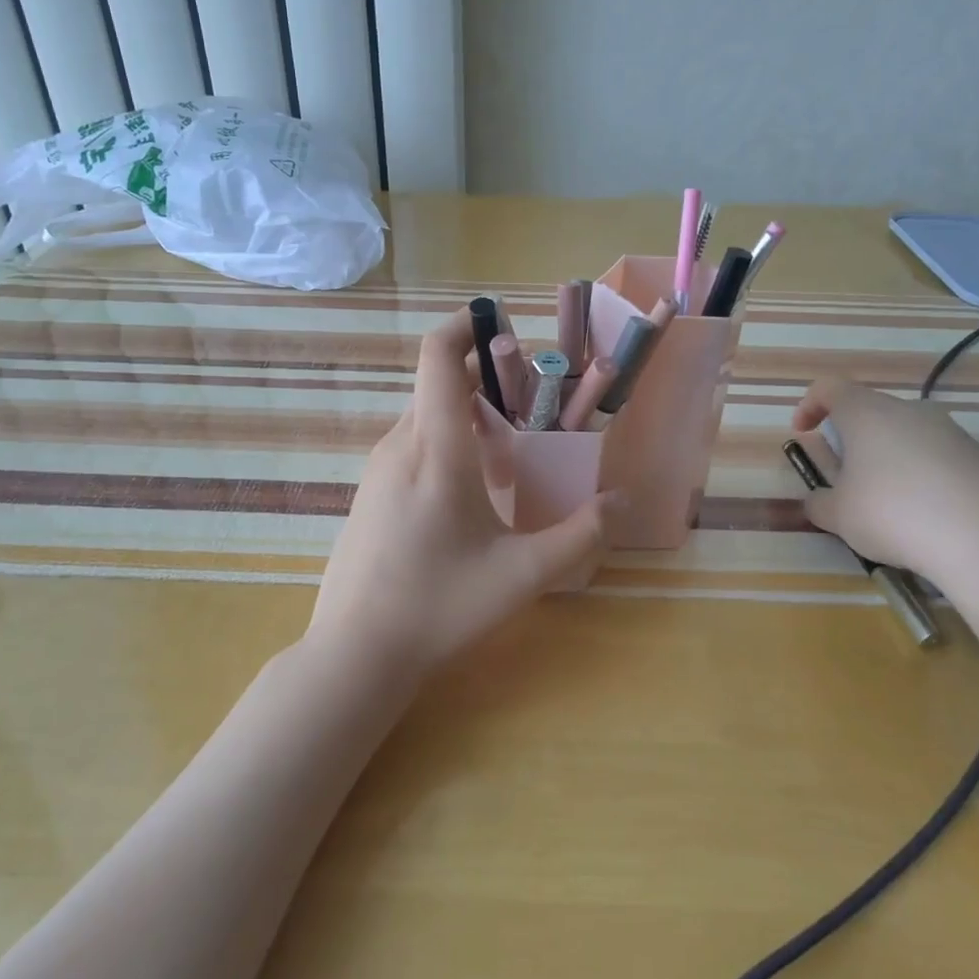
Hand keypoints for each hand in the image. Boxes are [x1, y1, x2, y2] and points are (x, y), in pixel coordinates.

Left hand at [306, 309, 612, 680]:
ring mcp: (378, 470)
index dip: (467, 326)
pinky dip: (445, 439)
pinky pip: (411, 444)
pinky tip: (472, 487)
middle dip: (485, 376)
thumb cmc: (441, 606)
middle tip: (533, 399)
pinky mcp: (370, 493)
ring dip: (466, 412)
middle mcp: (400, 445)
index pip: (438, 356)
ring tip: (511, 444)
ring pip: (424, 415)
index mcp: (436, 449)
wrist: (357, 652)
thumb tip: (621, 501)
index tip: (505, 326)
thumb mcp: (523, 574)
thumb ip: (580, 535)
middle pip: (437, 383)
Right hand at [790, 378, 978, 583]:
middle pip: (870, 412)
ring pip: (906, 436)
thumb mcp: (838, 516)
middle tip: (844, 478)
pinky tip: (924, 517)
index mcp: (867, 414)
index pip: (829, 388)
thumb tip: (819, 500)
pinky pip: (937, 459)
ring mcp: (951, 432)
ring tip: (885, 505)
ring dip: (887, 460)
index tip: (803, 434)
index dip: (809, 406)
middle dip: (851, 440)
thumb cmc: (893, 514)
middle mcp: (910, 411)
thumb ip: (819, 503)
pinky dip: (921, 478)